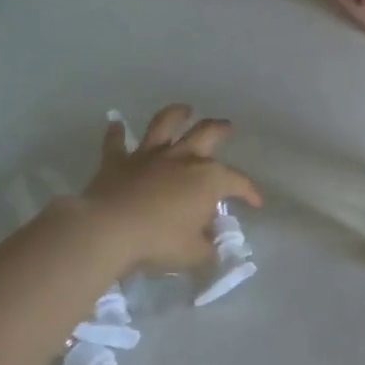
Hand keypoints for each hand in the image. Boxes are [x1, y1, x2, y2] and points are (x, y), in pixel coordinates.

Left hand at [74, 104, 261, 272]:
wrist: (108, 231)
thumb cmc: (159, 241)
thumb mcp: (194, 254)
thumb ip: (207, 248)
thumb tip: (210, 246)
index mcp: (208, 179)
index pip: (237, 181)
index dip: (250, 192)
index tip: (256, 202)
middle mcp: (182, 159)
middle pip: (206, 133)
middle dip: (220, 129)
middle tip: (226, 127)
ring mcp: (149, 157)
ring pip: (164, 125)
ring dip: (176, 114)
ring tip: (184, 110)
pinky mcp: (117, 162)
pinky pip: (116, 142)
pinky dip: (115, 132)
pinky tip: (114, 123)